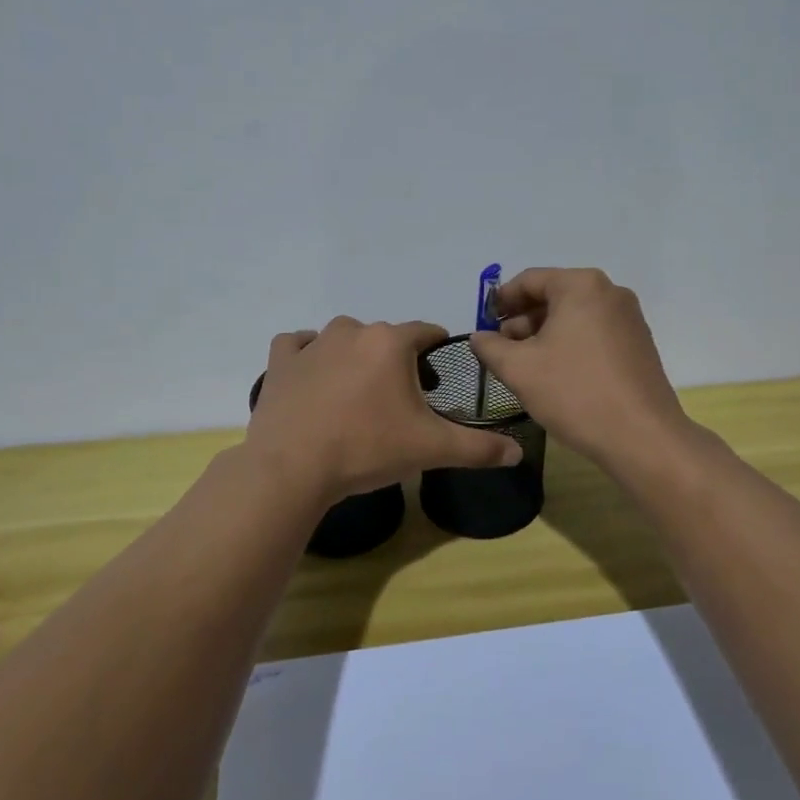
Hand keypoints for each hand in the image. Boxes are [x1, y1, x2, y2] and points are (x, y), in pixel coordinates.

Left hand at [247, 317, 522, 502]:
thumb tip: (518, 453)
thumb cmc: (367, 449)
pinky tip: (313, 377)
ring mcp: (312, 344)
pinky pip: (297, 346)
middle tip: (398, 401)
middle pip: (385, 337)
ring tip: (357, 395)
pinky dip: (307, 355)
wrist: (293, 468)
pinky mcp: (281, 362)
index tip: (438, 373)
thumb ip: (478, 448)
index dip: (436, 349)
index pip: (426, 331)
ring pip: (343, 338)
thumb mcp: (431, 449)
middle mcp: (352, 331)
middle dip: (396, 360)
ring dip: (354, 356)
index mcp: (391, 342)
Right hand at [470, 268, 690, 468]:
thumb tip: (480, 337)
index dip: (501, 300)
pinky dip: (570, 345)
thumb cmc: (574, 393)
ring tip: (525, 365)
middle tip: (501, 348)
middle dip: (523, 319)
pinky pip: (594, 333)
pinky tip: (556, 374)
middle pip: (555, 295)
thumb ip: (490, 347)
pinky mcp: (639, 345)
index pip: (530, 279)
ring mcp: (629, 319)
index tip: (484, 322)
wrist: (642, 437)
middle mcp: (610, 292)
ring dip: (545, 334)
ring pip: (575, 317)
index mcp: (581, 286)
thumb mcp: (519, 369)